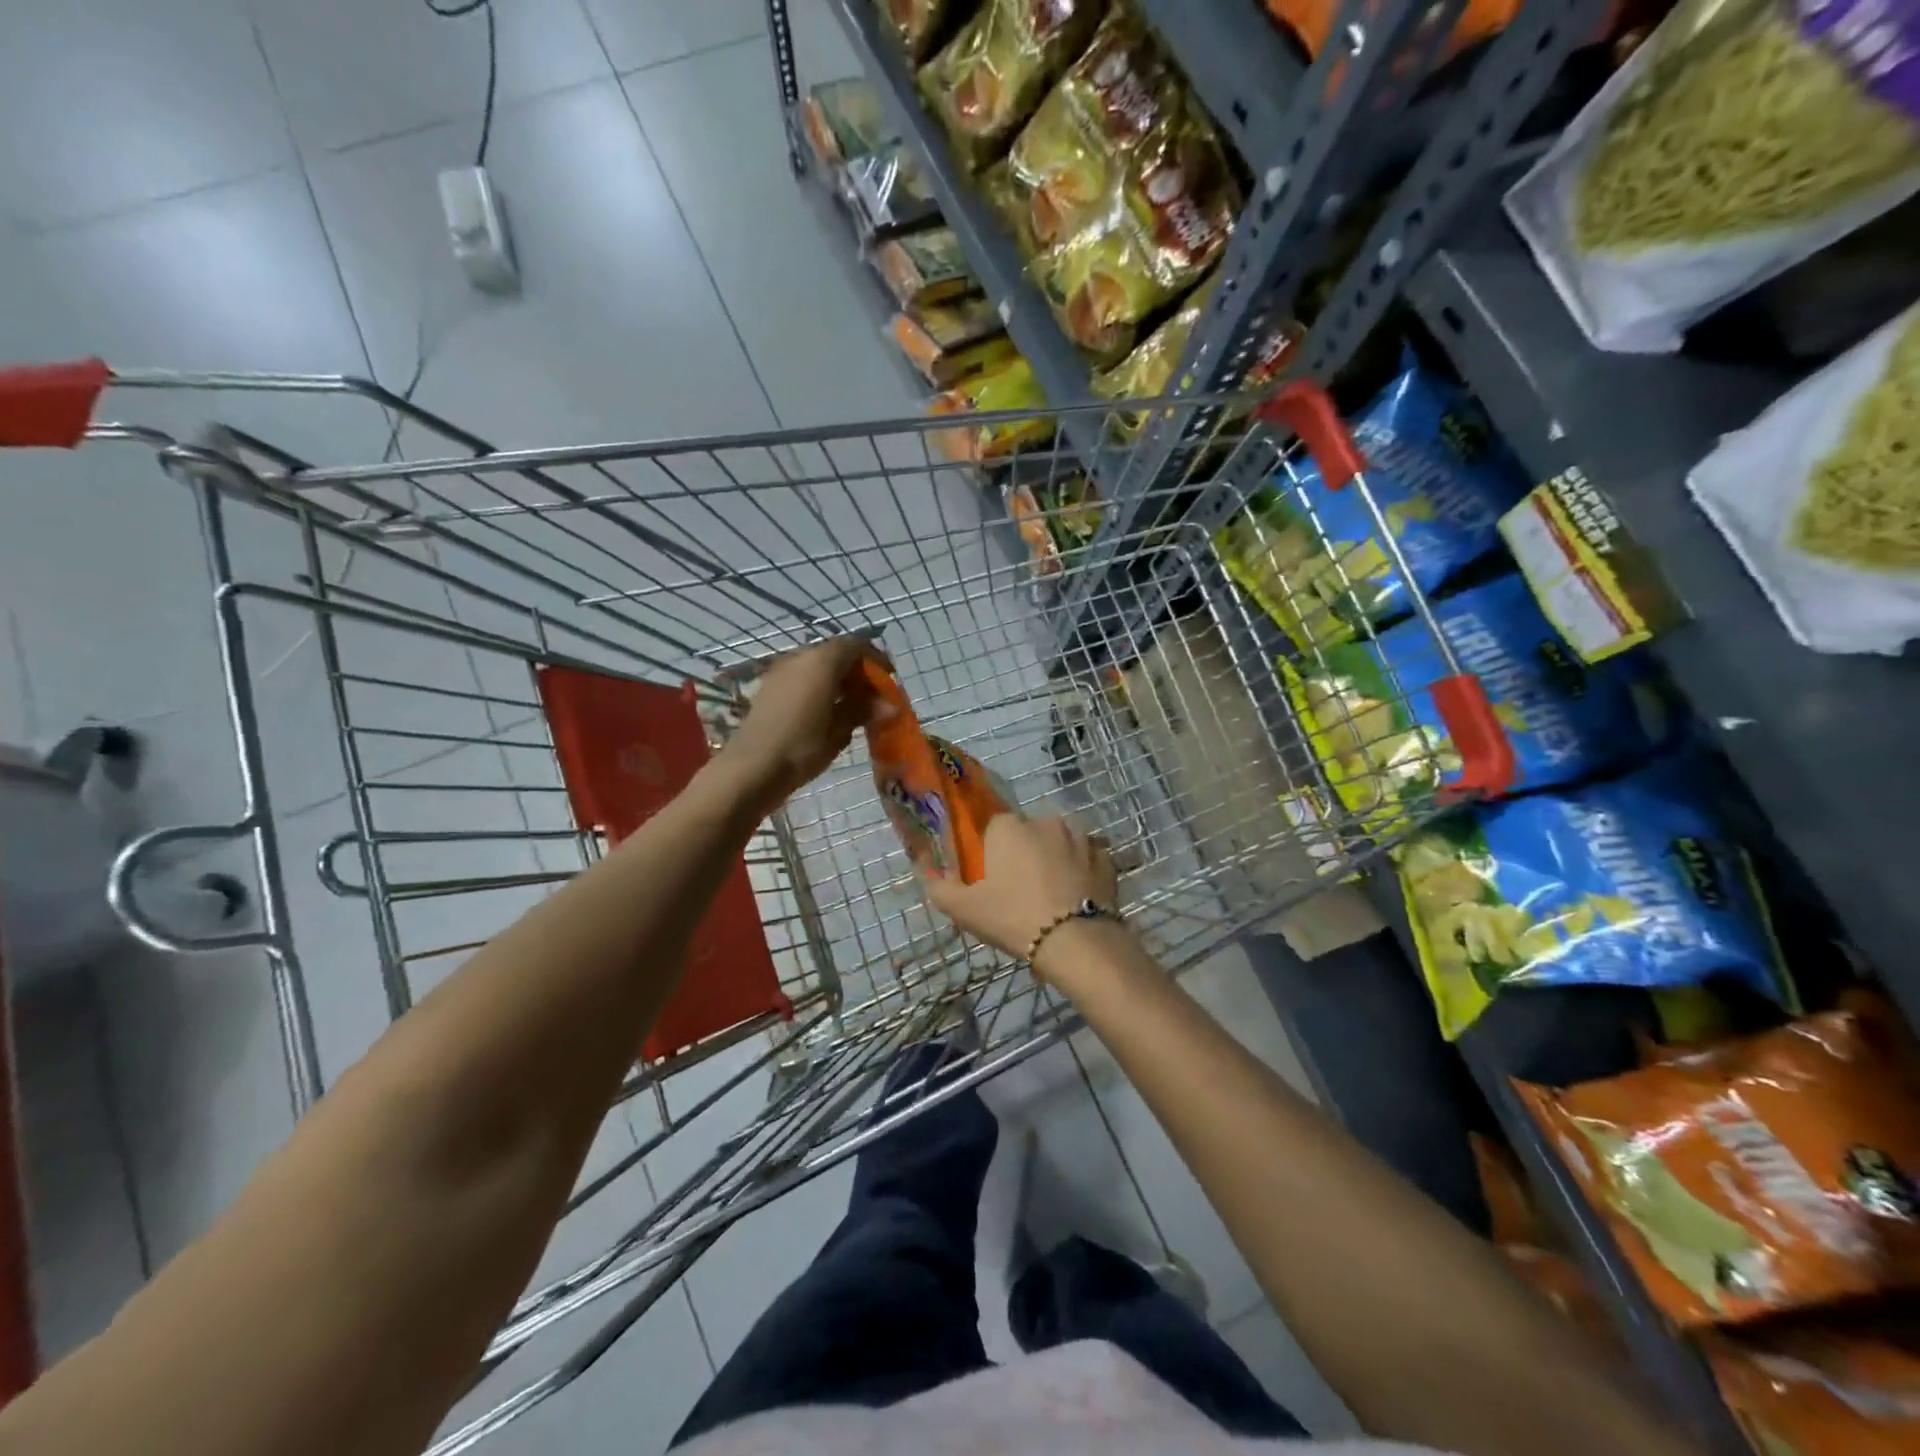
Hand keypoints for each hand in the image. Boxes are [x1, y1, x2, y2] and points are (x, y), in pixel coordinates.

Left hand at [720, 636, 889, 811]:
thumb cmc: (802, 747)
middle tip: (873, 698)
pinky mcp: (769, 688)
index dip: (876, 660)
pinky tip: (827, 714)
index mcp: (822, 661)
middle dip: (858, 672)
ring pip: (818, 667)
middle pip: (836, 654)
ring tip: (853, 708)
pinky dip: (820, 688)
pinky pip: (802, 679)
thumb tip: (889, 706)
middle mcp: (800, 657)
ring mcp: (781, 671)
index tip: (889, 679)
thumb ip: (863, 710)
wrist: (751, 768)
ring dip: (838, 681)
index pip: (855, 646)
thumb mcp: (839, 730)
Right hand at [924, 814, 1122, 979]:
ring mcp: (1080, 836)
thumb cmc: (1012, 917)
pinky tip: (1075, 894)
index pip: (991, 829)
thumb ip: (938, 885)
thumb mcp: (962, 909)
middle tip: (1018, 890)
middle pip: (1026, 833)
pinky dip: (1081, 870)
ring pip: (1059, 842)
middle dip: (1022, 854)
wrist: (1075, 942)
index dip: (989, 852)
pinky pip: (1087, 858)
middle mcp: (1044, 820)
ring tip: (1050, 893)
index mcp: (1008, 825)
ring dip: (1053, 858)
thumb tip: (927, 868)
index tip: (989, 878)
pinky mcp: (1105, 857)